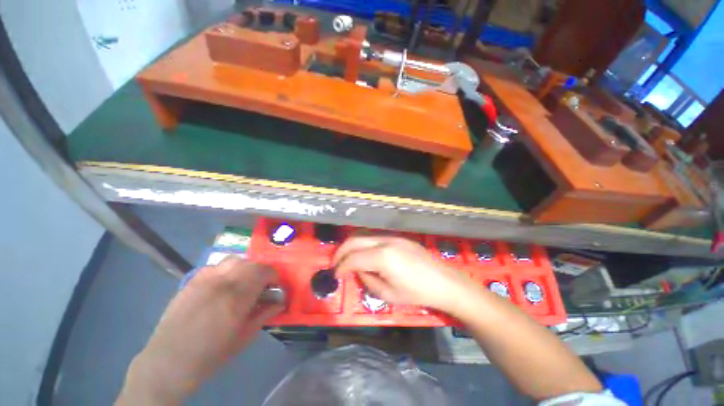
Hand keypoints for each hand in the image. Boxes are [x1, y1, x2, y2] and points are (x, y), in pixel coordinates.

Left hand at [117, 257, 282, 404]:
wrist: (169, 361)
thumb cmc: (211, 353)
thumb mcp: (245, 337)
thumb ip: (265, 314)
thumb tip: (280, 301)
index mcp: (237, 296)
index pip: (265, 271)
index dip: (275, 277)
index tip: (275, 287)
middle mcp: (223, 281)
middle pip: (252, 263)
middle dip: (262, 272)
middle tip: (262, 286)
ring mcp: (205, 278)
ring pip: (235, 260)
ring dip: (246, 268)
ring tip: (244, 282)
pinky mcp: (193, 279)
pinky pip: (217, 265)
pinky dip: (228, 270)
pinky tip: (224, 284)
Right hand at [332, 236, 475, 313]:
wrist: (443, 282)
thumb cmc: (417, 293)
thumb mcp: (388, 294)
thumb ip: (367, 280)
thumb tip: (357, 270)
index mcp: (382, 257)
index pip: (353, 258)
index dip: (341, 267)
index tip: (335, 275)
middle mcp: (384, 241)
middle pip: (354, 240)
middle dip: (341, 252)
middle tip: (336, 264)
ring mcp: (392, 236)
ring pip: (363, 235)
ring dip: (351, 245)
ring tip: (346, 258)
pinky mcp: (398, 236)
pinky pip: (374, 237)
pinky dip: (363, 243)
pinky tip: (364, 253)